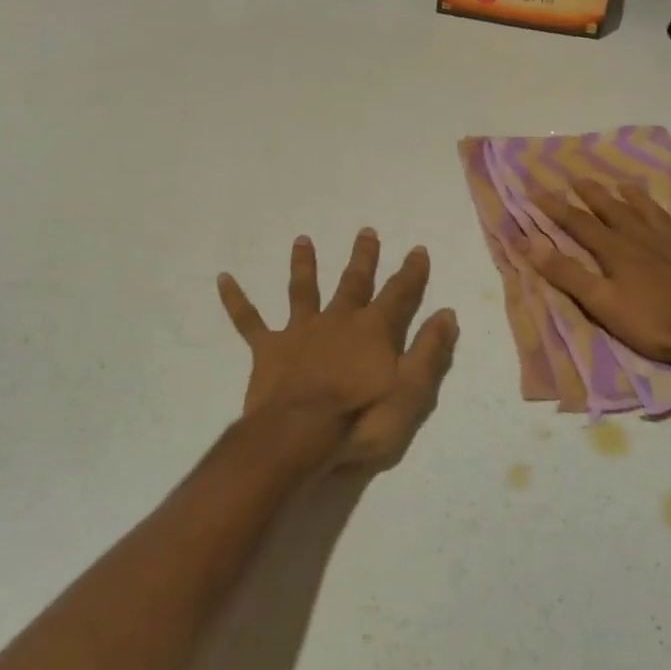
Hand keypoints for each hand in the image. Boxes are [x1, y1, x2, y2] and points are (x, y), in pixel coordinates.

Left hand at [218, 230, 457, 471]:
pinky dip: (236, 300)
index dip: (411, 272)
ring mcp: (300, 332)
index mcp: (373, 331)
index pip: (399, 294)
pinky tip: (223, 279)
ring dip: (303, 264)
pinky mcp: (269, 350)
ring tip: (302, 240)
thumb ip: (430, 351)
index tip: (418, 249)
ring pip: (303, 290)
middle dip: (362, 257)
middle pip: (353, 282)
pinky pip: (249, 321)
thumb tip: (447, 313)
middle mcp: (338, 321)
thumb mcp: (411, 393)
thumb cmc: (361, 420)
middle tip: (366, 231)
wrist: (299, 438)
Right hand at [528, 180, 670, 363]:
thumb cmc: (655, 322)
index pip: (580, 224)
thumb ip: (569, 274)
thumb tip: (533, 244)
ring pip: (654, 215)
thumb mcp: (603, 304)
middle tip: (579, 179)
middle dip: (594, 195)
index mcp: (617, 251)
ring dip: (639, 199)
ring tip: (626, 185)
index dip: (557, 208)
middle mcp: (645, 239)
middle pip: (615, 211)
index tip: (537, 191)